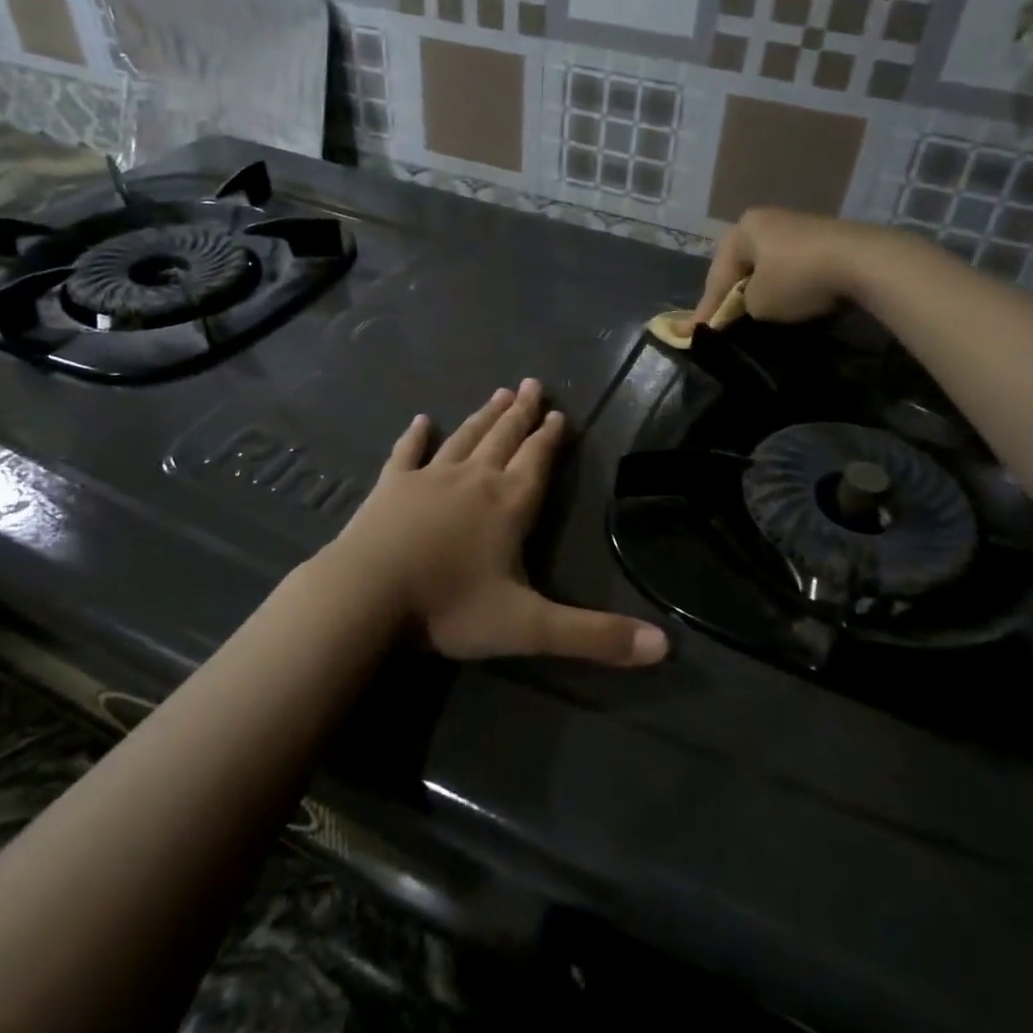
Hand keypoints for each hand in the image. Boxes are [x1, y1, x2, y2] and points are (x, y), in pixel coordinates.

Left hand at [325, 380, 669, 666]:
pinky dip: (414, 437)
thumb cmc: (450, 607)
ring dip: (483, 417)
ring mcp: (429, 478)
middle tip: (532, 384)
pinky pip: (406, 454)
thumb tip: (664, 648)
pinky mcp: (391, 487)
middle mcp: (474, 480)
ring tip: (499, 393)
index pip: (537, 463)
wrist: (367, 595)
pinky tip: (420, 420)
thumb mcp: (530, 628)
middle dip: (521, 414)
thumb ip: (594, 636)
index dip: (550, 439)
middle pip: (503, 439)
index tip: (558, 412)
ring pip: (464, 438)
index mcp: (508, 505)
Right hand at [691, 207, 877, 329]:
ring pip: (766, 266)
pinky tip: (785, 302)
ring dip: (759, 290)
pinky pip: (791, 267)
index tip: (694, 334)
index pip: (717, 277)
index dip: (706, 310)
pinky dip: (784, 286)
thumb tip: (746, 308)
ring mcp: (796, 226)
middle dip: (732, 295)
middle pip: (741, 267)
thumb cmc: (797, 279)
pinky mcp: (822, 239)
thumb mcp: (758, 303)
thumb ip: (740, 307)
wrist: (863, 262)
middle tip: (722, 322)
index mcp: (742, 229)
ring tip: (751, 315)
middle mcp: (766, 220)